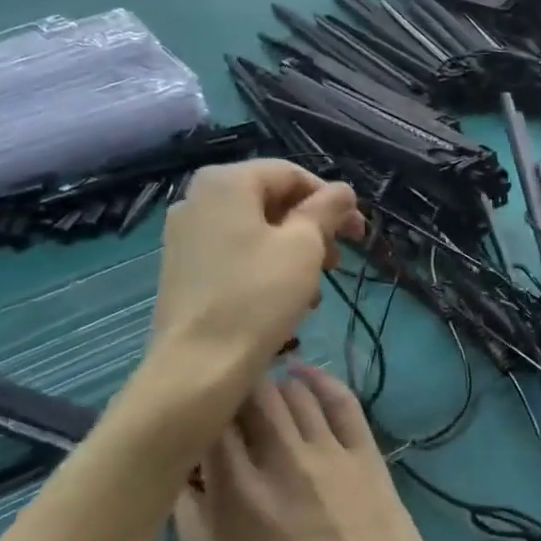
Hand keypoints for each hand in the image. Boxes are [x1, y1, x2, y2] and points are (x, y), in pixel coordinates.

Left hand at [149, 161, 364, 379]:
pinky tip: (287, 299)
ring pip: (256, 230)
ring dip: (294, 251)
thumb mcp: (305, 246)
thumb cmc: (258, 296)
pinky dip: (267, 266)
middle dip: (313, 228)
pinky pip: (235, 253)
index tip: (357, 231)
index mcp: (225, 182)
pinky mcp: (184, 269)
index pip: (291, 174)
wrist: (199, 365)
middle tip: (340, 260)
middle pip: (271, 200)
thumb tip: (342, 190)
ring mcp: (186, 235)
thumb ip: (327, 209)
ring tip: (317, 288)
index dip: (331, 199)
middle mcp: (198, 199)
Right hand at [175, 368, 494, 540]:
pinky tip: (303, 375)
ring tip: (260, 394)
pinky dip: (319, 380)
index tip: (191, 420)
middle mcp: (282, 461)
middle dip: (231, 391)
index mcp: (238, 499)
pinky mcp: (368, 454)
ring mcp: (331, 453)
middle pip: (250, 394)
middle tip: (225, 403)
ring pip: (292, 391)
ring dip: (271, 386)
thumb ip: (199, 530)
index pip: (207, 424)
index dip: (196, 414)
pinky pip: (342, 400)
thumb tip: (182, 483)